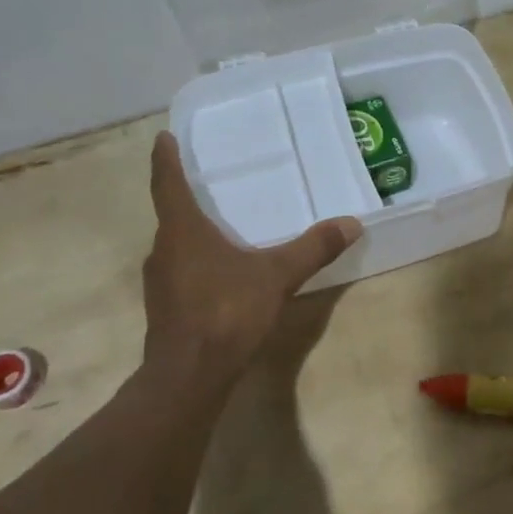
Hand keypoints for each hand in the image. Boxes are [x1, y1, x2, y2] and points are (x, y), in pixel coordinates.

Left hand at [140, 132, 361, 380]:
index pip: (168, 184)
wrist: (190, 376)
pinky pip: (181, 271)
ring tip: (218, 225)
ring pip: (175, 246)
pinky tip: (221, 272)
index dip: (165, 160)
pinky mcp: (166, 308)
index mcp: (182, 231)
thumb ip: (313, 248)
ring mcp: (161, 282)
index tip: (163, 137)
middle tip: (206, 181)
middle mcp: (164, 250)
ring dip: (191, 232)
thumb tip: (351, 223)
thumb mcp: (277, 276)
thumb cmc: (226, 312)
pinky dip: (197, 261)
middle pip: (171, 215)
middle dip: (186, 197)